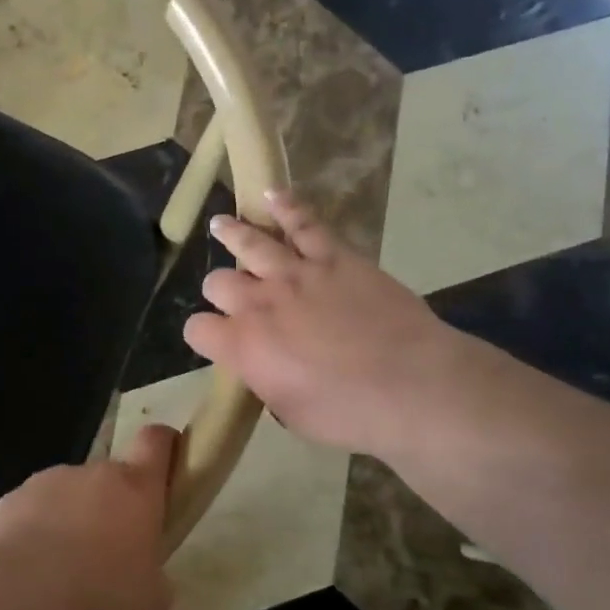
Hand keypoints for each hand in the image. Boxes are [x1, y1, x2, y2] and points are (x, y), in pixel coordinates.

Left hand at [0, 424, 178, 609]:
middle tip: (107, 553)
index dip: (163, 445)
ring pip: (68, 495)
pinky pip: (31, 512)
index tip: (165, 461)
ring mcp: (47, 481)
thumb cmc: (102, 593)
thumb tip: (148, 580)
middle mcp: (93, 473)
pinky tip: (29, 571)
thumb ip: (155, 579)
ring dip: (70, 520)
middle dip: (110, 507)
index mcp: (135, 488)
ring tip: (61, 570)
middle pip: (109, 478)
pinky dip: (33, 533)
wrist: (22, 593)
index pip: (155, 441)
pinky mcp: (10, 499)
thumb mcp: (151, 602)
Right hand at [184, 192, 447, 458]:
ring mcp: (296, 274)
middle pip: (218, 282)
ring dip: (232, 233)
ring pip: (250, 244)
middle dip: (221, 291)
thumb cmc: (349, 413)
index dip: (204, 335)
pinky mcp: (334, 258)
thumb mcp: (290, 412)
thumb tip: (263, 367)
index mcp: (243, 347)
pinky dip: (286, 207)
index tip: (216, 341)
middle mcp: (259, 304)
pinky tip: (272, 196)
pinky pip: (304, 224)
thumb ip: (265, 381)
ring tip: (221, 225)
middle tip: (236, 298)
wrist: (412, 386)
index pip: (197, 330)